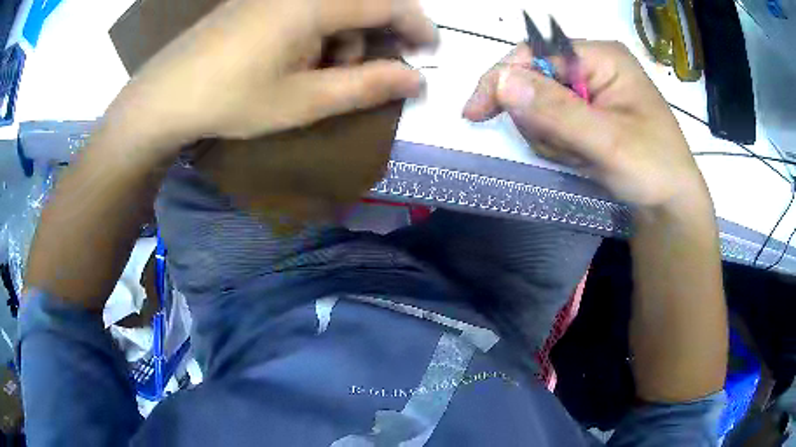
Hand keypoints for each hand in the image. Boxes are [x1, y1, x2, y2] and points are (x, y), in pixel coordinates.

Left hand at [114, 0, 436, 144]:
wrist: (165, 95)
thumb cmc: (231, 99)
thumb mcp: (303, 101)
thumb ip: (365, 86)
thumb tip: (417, 80)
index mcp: (314, 3)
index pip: (387, 3)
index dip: (417, 26)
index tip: (429, 51)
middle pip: (362, 1)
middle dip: (375, 35)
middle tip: (359, 72)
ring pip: (335, 4)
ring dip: (343, 35)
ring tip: (319, 71)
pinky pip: (308, 5)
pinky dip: (318, 29)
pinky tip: (296, 55)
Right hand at [462, 41, 706, 208]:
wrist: (669, 208)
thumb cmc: (653, 169)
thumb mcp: (609, 142)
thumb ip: (557, 111)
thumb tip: (501, 82)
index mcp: (601, 57)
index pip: (536, 54)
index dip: (504, 79)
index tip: (476, 113)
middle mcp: (591, 67)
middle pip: (534, 81)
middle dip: (542, 122)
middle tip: (569, 150)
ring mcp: (588, 92)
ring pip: (538, 108)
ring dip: (552, 139)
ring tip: (583, 158)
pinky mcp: (586, 115)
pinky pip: (550, 125)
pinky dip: (559, 147)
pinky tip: (582, 160)